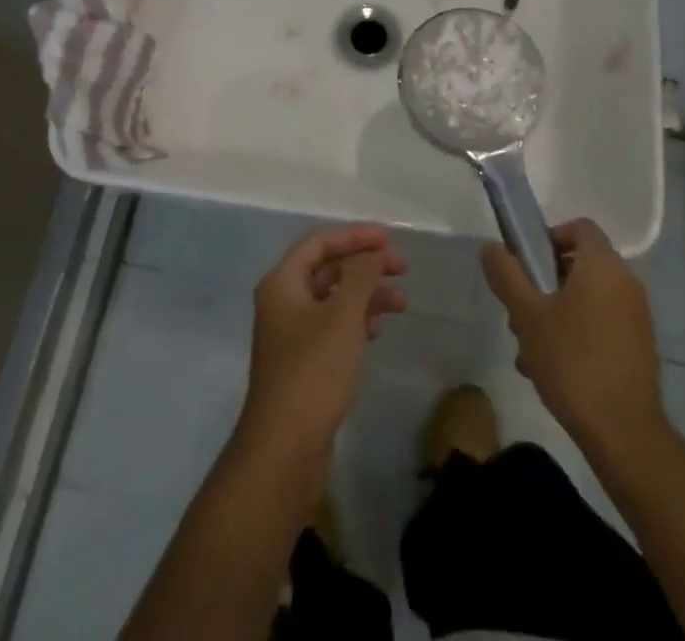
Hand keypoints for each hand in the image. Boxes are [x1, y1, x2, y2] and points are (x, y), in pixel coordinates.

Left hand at [234, 224, 406, 479]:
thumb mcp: (343, 316)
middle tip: (402, 268)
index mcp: (282, 282)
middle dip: (365, 265)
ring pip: (333, 298)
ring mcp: (291, 334)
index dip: (355, 236)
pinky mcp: (303, 362)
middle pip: (327, 268)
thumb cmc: (313, 371)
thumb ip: (361, 276)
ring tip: (401, 302)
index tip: (390, 239)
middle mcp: (283, 301)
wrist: (285, 449)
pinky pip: (332, 326)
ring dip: (366, 294)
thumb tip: (373, 253)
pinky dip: (356, 320)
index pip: (320, 242)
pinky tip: (378, 329)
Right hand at [482, 219, 664, 461]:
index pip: (579, 227)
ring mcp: (636, 316)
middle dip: (544, 284)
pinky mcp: (639, 347)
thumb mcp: (527, 315)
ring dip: (555, 313)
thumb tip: (491, 247)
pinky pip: (601, 323)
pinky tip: (552, 369)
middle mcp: (626, 282)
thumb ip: (507, 275)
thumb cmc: (572, 362)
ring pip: (587, 298)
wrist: (624, 433)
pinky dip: (577, 333)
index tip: (527, 265)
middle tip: (519, 313)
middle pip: (579, 265)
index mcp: (603, 265)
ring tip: (528, 350)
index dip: (549, 236)